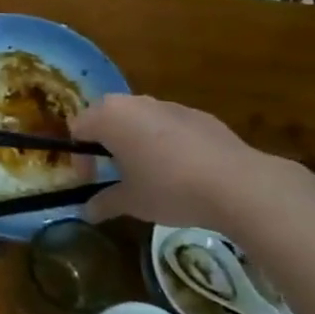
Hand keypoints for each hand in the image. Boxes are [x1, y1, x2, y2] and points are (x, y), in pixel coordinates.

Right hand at [73, 95, 291, 233]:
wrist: (236, 183)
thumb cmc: (169, 189)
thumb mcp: (131, 202)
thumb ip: (104, 203)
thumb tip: (87, 211)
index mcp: (110, 118)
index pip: (78, 128)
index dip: (79, 156)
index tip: (90, 181)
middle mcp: (135, 103)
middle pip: (106, 116)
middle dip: (103, 142)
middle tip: (111, 171)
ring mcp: (168, 104)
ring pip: (138, 118)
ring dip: (133, 139)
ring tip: (146, 171)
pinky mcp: (197, 114)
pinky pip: (167, 123)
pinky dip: (163, 140)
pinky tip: (180, 169)